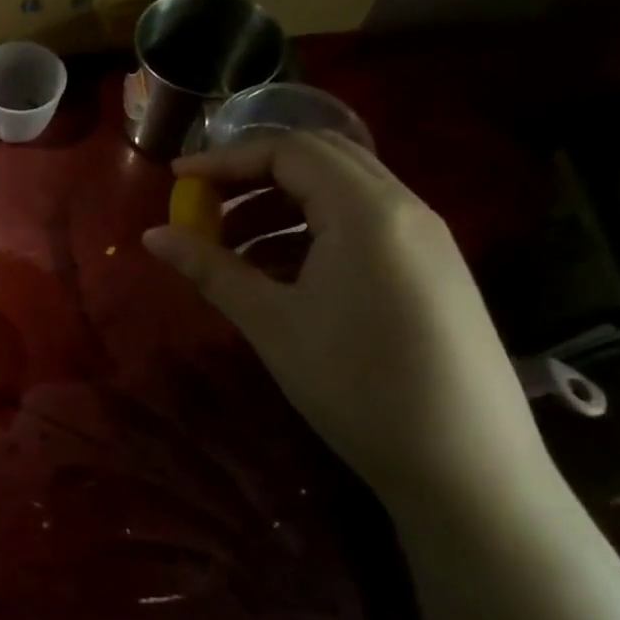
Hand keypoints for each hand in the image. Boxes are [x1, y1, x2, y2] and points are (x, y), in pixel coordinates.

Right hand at [142, 131, 548, 504]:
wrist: (468, 468)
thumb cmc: (357, 385)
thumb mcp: (270, 323)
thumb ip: (210, 268)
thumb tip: (152, 235)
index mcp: (367, 212)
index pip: (288, 151)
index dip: (225, 159)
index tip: (177, 180)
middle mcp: (406, 209)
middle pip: (321, 157)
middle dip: (253, 172)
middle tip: (204, 201)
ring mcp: (428, 239)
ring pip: (344, 190)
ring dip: (282, 201)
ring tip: (233, 244)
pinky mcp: (435, 269)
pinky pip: (366, 222)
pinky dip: (314, 227)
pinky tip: (281, 271)